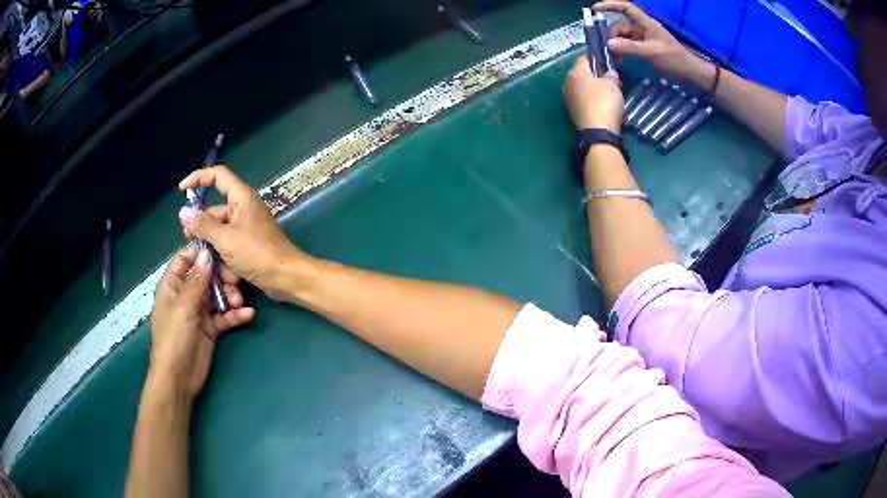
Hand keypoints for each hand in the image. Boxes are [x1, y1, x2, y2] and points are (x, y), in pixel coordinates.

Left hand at [150, 245, 253, 398]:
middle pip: (206, 276)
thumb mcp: (184, 307)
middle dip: (222, 277)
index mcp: (173, 285)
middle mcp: (186, 294)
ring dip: (230, 296)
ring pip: (218, 295)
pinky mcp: (210, 328)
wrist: (178, 378)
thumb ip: (196, 281)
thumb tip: (207, 254)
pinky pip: (225, 316)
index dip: (202, 253)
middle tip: (236, 281)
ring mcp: (199, 312)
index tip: (223, 249)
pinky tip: (248, 315)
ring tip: (240, 303)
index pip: (186, 259)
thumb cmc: (173, 338)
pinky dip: (235, 315)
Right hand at [178, 166, 307, 300]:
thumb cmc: (256, 253)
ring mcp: (247, 227)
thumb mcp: (225, 238)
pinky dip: (222, 254)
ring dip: (210, 243)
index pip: (218, 176)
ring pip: (220, 230)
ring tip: (200, 255)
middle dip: (201, 223)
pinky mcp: (249, 244)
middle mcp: (244, 208)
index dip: (199, 178)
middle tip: (187, 236)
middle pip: (215, 209)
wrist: (285, 277)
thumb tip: (184, 212)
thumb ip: (203, 225)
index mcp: (242, 197)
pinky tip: (216, 269)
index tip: (182, 190)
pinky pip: (229, 244)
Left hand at [563, 55, 622, 132]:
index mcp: (575, 72)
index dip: (595, 58)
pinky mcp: (573, 112)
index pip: (583, 58)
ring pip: (582, 87)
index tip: (607, 62)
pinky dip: (591, 99)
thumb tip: (610, 73)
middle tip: (610, 79)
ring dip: (593, 88)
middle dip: (595, 74)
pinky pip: (583, 100)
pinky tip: (602, 104)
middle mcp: (567, 83)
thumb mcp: (613, 84)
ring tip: (608, 93)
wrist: (598, 132)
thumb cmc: (605, 102)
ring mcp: (568, 98)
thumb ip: (611, 76)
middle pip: (582, 73)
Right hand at [594, 1, 702, 80]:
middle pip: (620, 26)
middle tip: (609, 52)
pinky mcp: (645, 50)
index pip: (625, 8)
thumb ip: (630, 47)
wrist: (690, 74)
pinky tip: (620, 60)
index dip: (610, 5)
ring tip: (615, 59)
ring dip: (616, 46)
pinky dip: (622, 52)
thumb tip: (609, 44)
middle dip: (612, 36)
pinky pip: (628, 47)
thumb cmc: (674, 60)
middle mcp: (642, 28)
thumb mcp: (652, 52)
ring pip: (623, 38)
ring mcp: (643, 39)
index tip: (595, 9)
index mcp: (645, 23)